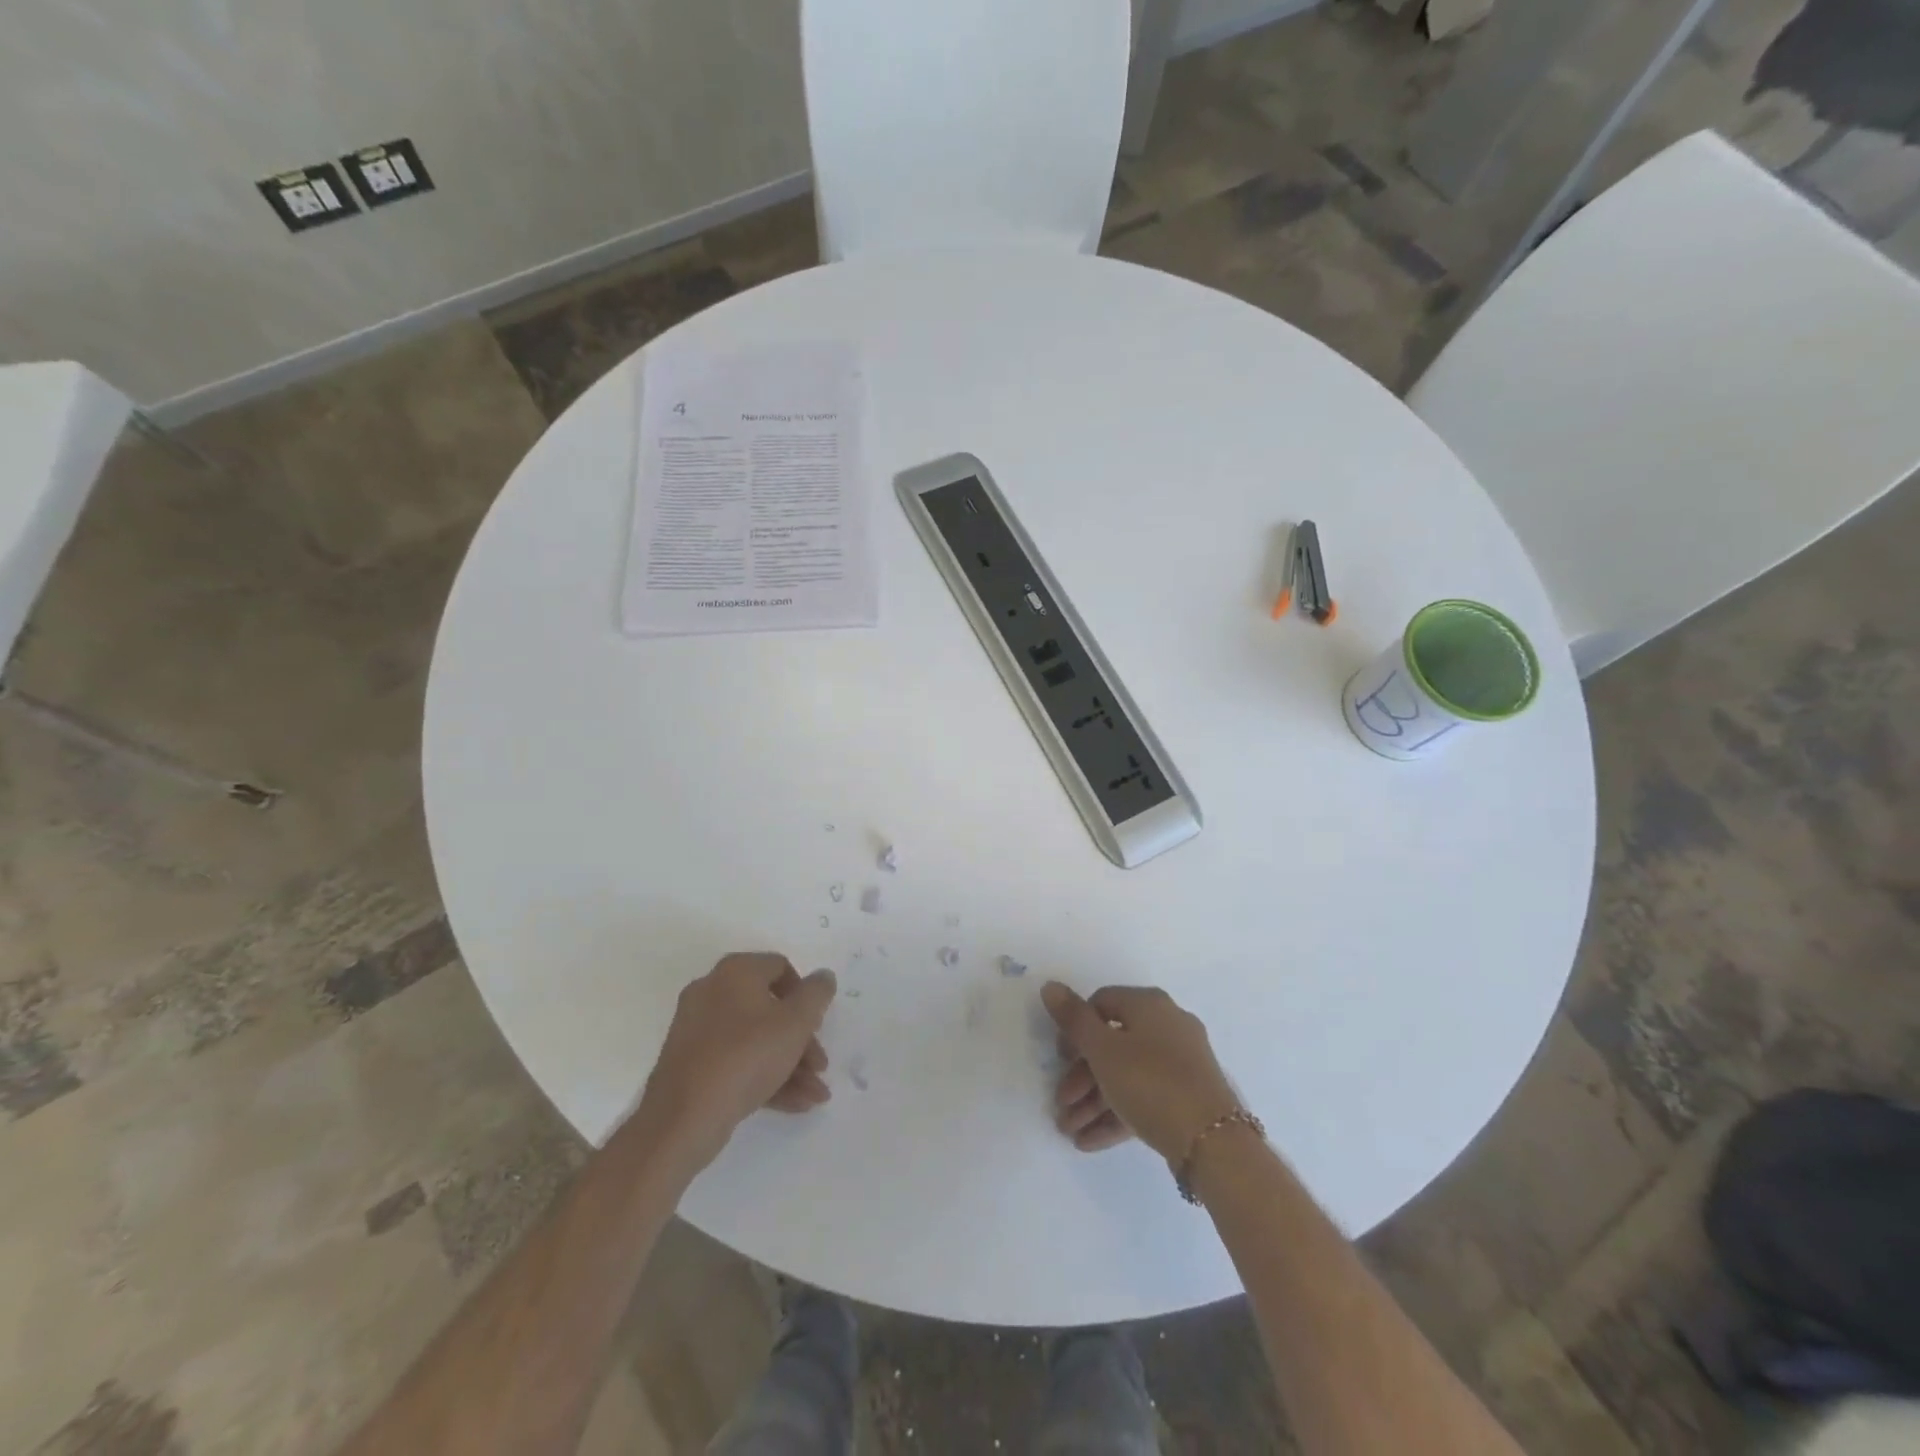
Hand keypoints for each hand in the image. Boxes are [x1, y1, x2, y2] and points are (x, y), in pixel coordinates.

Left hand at [639, 953, 836, 1168]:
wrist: (683, 1119)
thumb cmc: (746, 1057)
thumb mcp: (796, 1023)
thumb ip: (816, 994)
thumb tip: (823, 976)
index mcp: (735, 972)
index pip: (780, 967)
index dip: (806, 994)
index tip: (818, 1023)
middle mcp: (712, 992)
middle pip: (769, 1007)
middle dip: (801, 1039)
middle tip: (820, 1065)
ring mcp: (698, 1030)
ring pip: (755, 1039)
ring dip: (789, 1063)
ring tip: (814, 1094)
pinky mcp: (691, 1064)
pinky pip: (736, 1061)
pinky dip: (765, 1077)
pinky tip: (794, 1103)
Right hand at [1042, 982, 1240, 1162]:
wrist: (1213, 1141)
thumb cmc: (1149, 1081)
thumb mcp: (1102, 1050)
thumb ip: (1073, 1019)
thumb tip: (1050, 986)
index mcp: (1149, 1005)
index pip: (1101, 1003)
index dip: (1075, 1028)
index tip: (1060, 1058)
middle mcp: (1168, 1025)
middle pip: (1113, 1044)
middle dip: (1081, 1077)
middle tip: (1061, 1103)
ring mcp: (1181, 1062)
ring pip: (1127, 1075)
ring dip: (1094, 1100)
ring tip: (1069, 1131)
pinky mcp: (1188, 1096)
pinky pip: (1145, 1097)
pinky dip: (1117, 1113)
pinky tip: (1089, 1142)